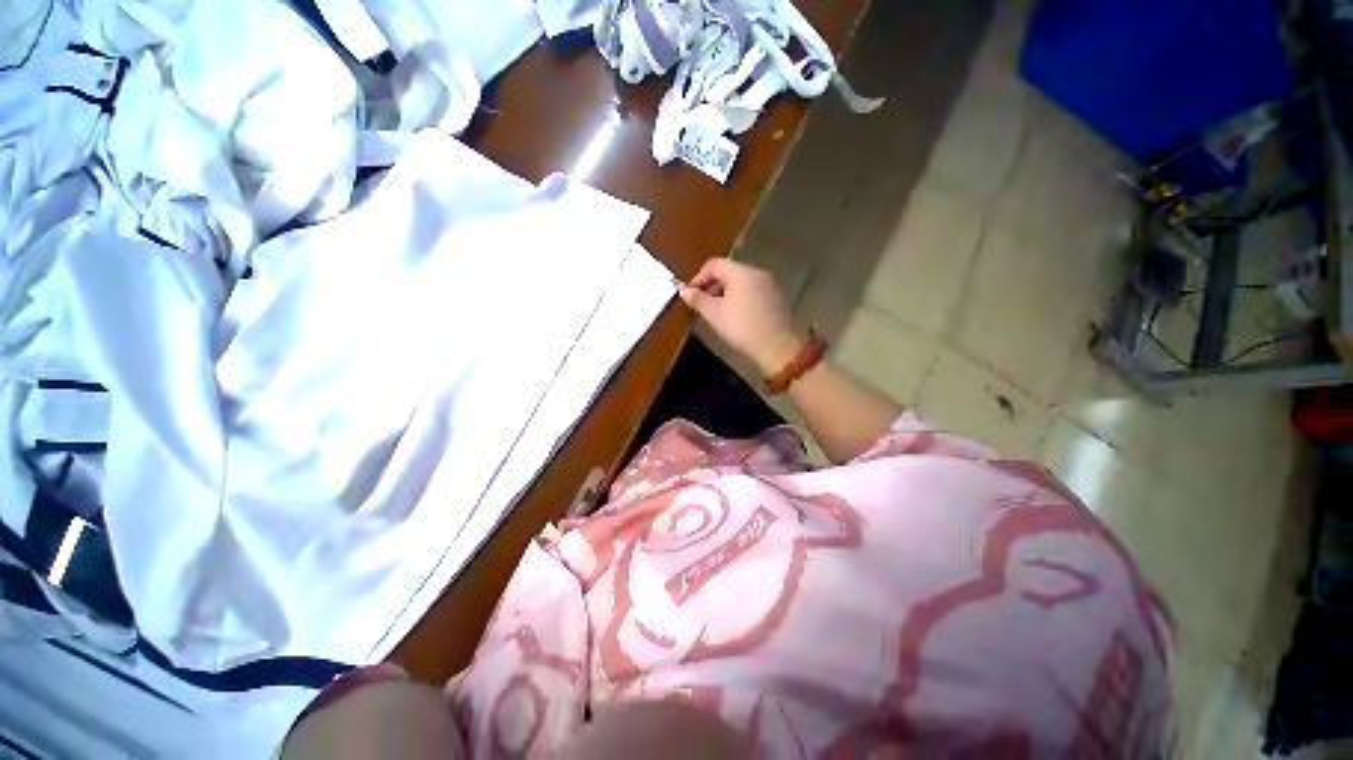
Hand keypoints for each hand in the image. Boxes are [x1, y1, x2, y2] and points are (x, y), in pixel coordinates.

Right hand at [679, 258, 801, 375]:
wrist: (777, 346)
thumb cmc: (741, 327)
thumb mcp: (714, 314)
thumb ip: (697, 299)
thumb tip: (684, 290)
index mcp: (741, 272)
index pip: (715, 264)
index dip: (699, 277)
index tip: (690, 294)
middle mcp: (757, 272)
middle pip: (729, 272)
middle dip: (712, 286)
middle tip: (702, 304)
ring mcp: (770, 285)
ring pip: (741, 283)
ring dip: (726, 293)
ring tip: (717, 312)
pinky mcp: (777, 298)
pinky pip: (753, 292)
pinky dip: (740, 299)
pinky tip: (736, 316)